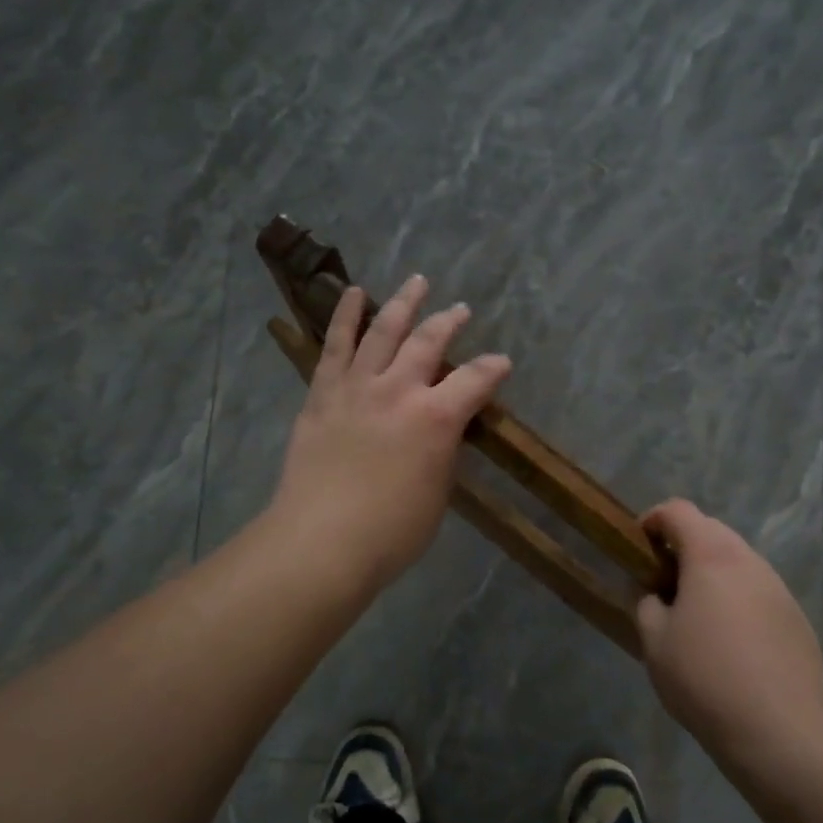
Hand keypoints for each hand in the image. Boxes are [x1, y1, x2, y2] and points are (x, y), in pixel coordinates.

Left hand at [271, 276, 511, 590]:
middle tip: (460, 310)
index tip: (501, 363)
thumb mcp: (437, 493)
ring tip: (417, 282)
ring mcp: (357, 387)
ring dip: (403, 303)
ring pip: (384, 330)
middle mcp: (399, 390)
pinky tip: (354, 294)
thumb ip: (443, 451)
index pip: (475, 380)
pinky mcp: (323, 394)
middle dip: (449, 322)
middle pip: (429, 341)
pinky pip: (336, 346)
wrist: (320, 541)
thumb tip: (443, 430)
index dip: (493, 369)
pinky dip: (346, 316)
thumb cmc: (391, 532)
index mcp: (436, 418)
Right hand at [636, 500, 822, 778]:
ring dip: (711, 573)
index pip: (678, 511)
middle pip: (710, 531)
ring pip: (737, 562)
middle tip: (662, 582)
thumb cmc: (706, 678)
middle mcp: (749, 560)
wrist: (782, 732)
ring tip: (694, 614)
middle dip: (682, 546)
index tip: (637, 546)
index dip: (652, 520)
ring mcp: (778, 588)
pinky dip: (736, 598)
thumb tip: (653, 593)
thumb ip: (645, 604)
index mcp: (711, 555)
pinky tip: (729, 641)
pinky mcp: (796, 617)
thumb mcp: (654, 642)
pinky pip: (757, 591)